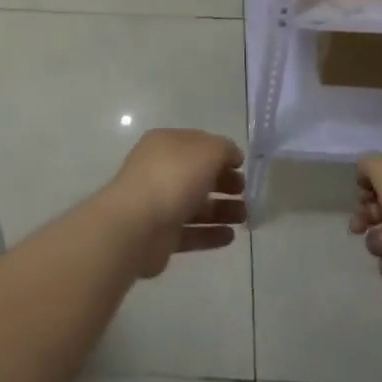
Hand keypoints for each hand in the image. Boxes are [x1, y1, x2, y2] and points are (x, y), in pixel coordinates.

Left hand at [102, 130, 245, 278]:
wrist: (137, 225)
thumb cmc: (173, 178)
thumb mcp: (207, 151)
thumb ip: (224, 149)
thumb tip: (232, 156)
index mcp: (166, 144)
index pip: (198, 144)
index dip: (222, 154)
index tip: (242, 167)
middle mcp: (160, 170)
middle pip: (198, 175)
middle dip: (224, 183)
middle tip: (245, 194)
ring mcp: (159, 204)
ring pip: (196, 205)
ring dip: (222, 210)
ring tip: (244, 217)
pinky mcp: (161, 236)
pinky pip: (190, 232)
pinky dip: (210, 234)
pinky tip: (230, 237)